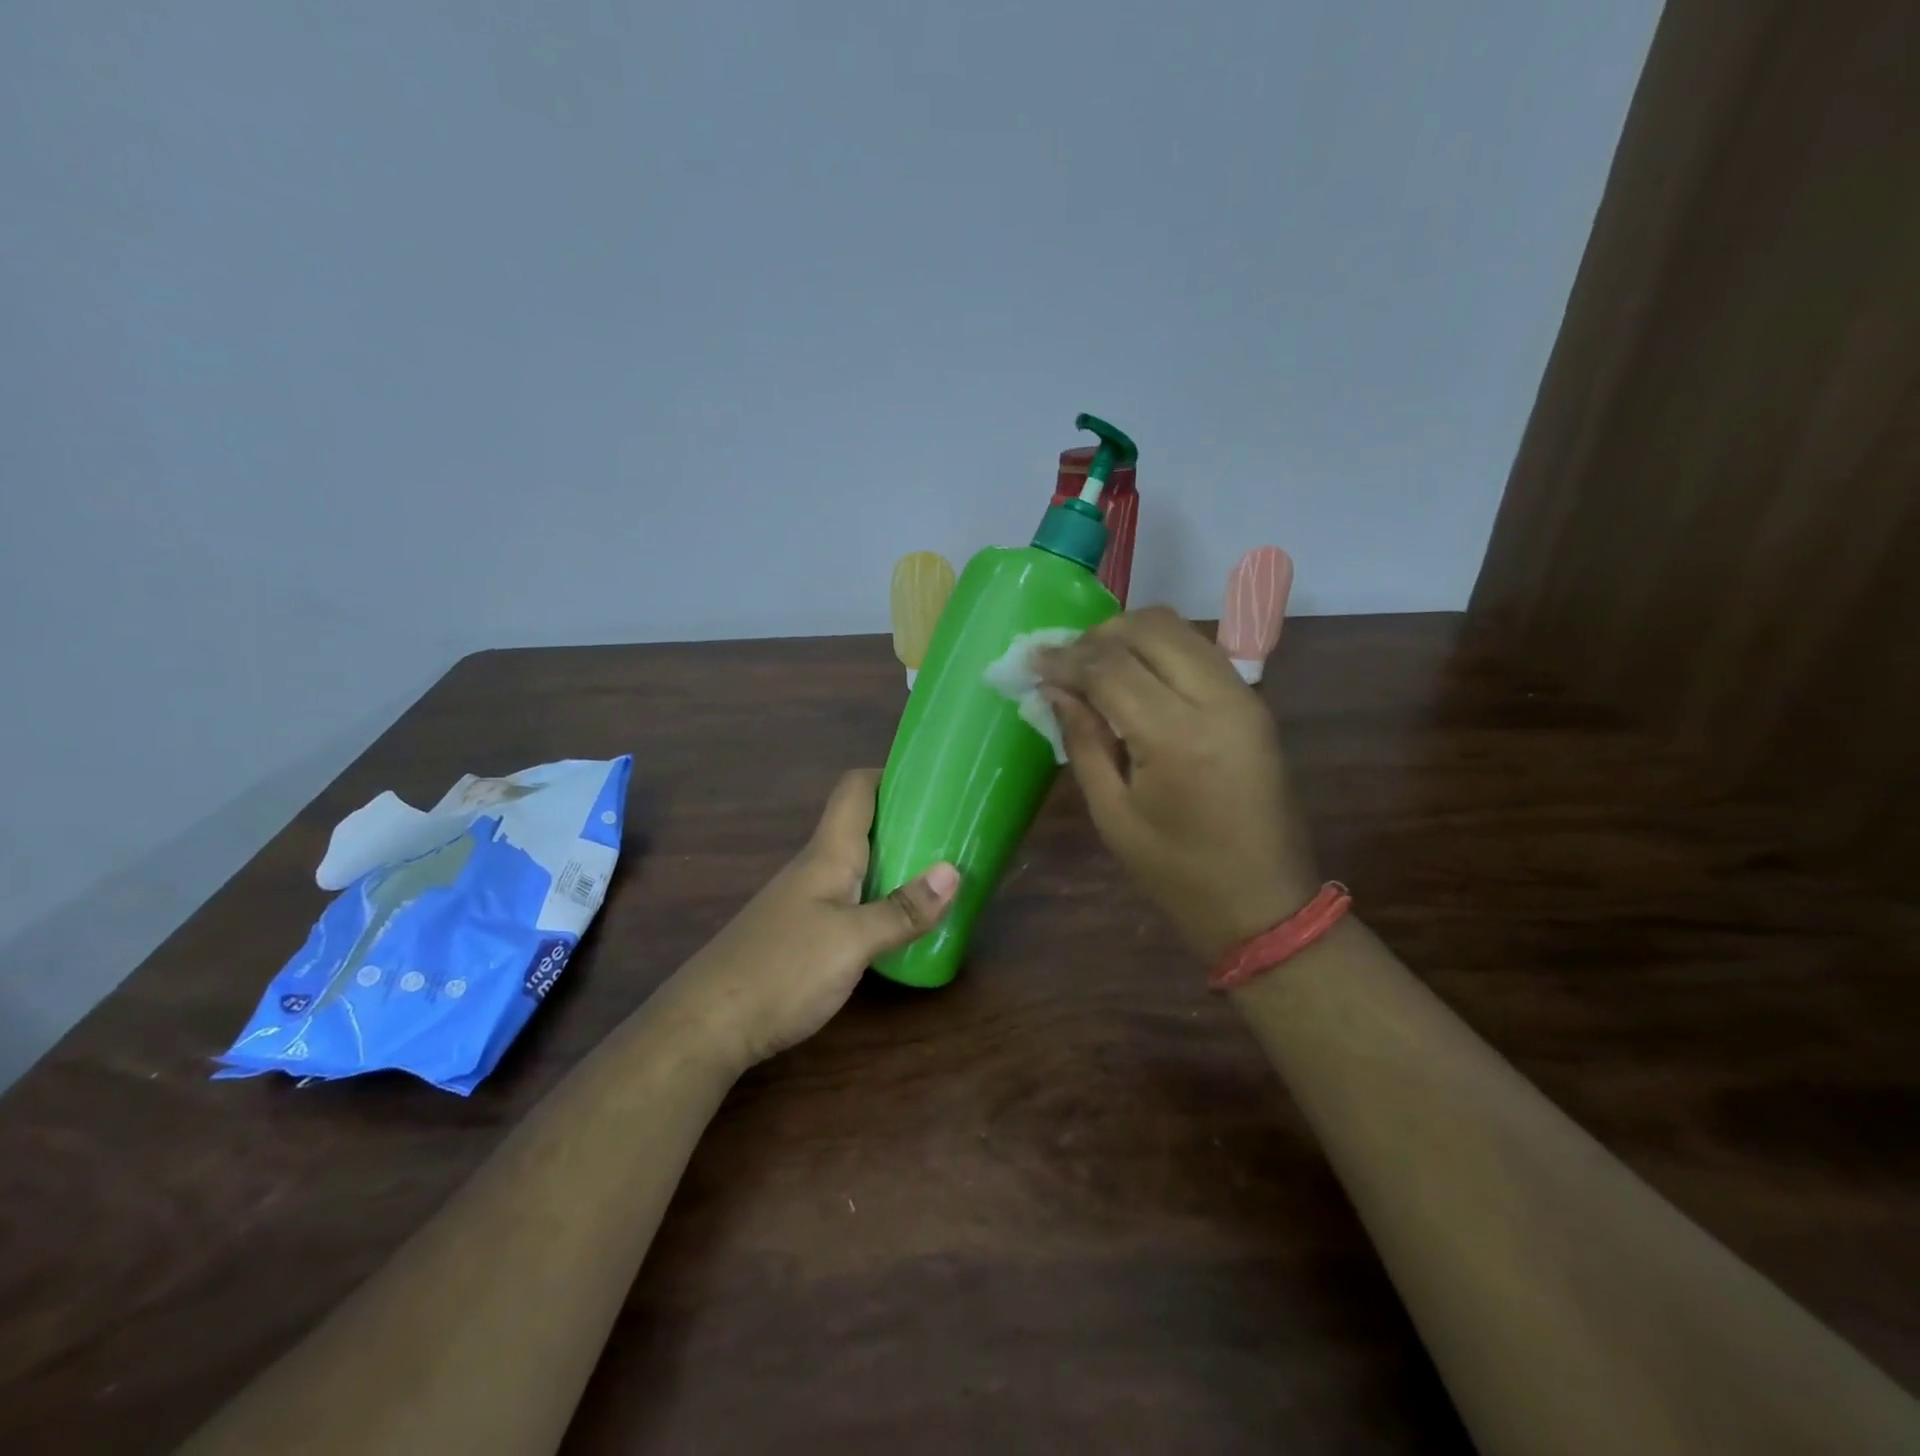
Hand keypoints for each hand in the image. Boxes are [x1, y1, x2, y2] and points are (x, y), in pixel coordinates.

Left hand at [661, 770, 958, 1071]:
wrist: (708, 1024)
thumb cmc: (782, 970)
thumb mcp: (852, 942)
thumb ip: (902, 910)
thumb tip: (954, 871)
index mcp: (828, 854)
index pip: (855, 790)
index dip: (891, 775)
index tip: (933, 781)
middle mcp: (816, 868)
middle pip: (861, 825)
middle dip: (906, 821)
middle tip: (953, 832)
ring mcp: (806, 901)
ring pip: (857, 864)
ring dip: (896, 861)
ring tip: (940, 873)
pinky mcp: (802, 933)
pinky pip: (851, 898)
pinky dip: (881, 897)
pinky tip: (901, 922)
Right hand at [1037, 606, 1319, 959]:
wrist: (1265, 903)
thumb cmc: (1178, 873)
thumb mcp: (1113, 815)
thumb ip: (1083, 741)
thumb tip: (1054, 689)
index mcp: (1177, 737)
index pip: (1111, 668)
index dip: (1065, 659)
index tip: (1031, 660)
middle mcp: (1218, 700)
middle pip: (1150, 628)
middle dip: (1098, 635)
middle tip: (1064, 663)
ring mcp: (1245, 696)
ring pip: (1180, 628)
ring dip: (1130, 635)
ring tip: (1094, 666)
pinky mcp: (1254, 703)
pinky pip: (1199, 651)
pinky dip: (1160, 649)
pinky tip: (1133, 677)